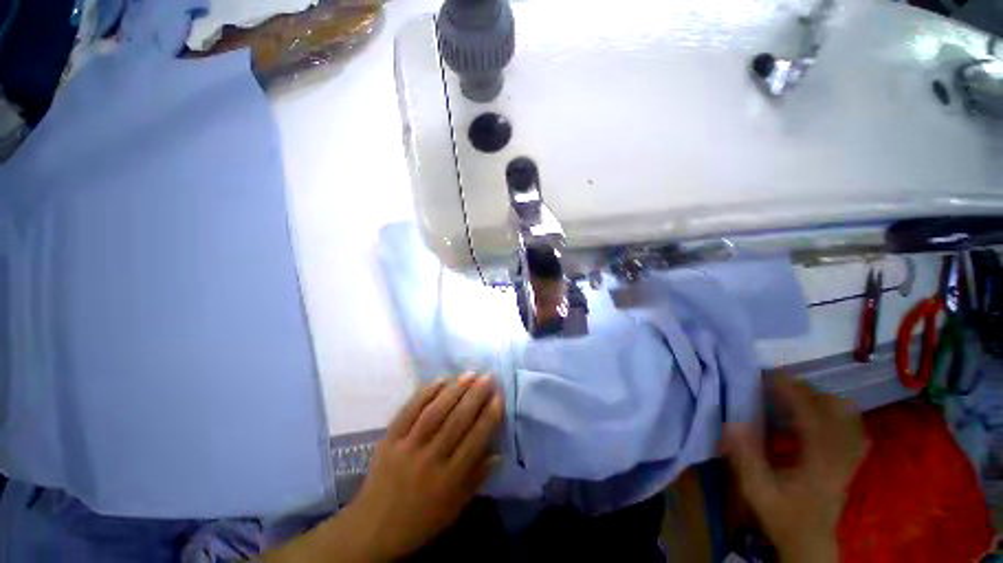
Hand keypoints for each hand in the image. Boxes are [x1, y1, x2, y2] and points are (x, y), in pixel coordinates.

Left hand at [262, 376, 503, 562]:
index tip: (499, 396)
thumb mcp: (455, 507)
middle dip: (476, 395)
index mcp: (448, 480)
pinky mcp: (389, 439)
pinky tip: (440, 380)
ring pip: (435, 412)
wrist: (373, 528)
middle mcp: (429, 460)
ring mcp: (406, 447)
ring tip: (469, 374)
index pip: (475, 441)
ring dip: (454, 390)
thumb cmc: (421, 519)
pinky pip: (409, 411)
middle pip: (457, 421)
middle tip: (488, 377)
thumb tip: (498, 452)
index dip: (489, 416)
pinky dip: (425, 393)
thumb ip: (477, 478)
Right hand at [723, 377, 867, 562]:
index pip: (811, 415)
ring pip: (847, 417)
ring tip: (795, 394)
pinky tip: (825, 411)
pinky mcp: (850, 462)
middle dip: (805, 391)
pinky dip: (840, 414)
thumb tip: (732, 422)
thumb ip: (745, 458)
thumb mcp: (757, 491)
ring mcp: (849, 459)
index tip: (770, 375)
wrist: (810, 543)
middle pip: (833, 411)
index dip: (792, 391)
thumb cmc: (783, 516)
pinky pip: (854, 430)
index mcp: (819, 461)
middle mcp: (840, 456)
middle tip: (776, 383)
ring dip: (821, 400)